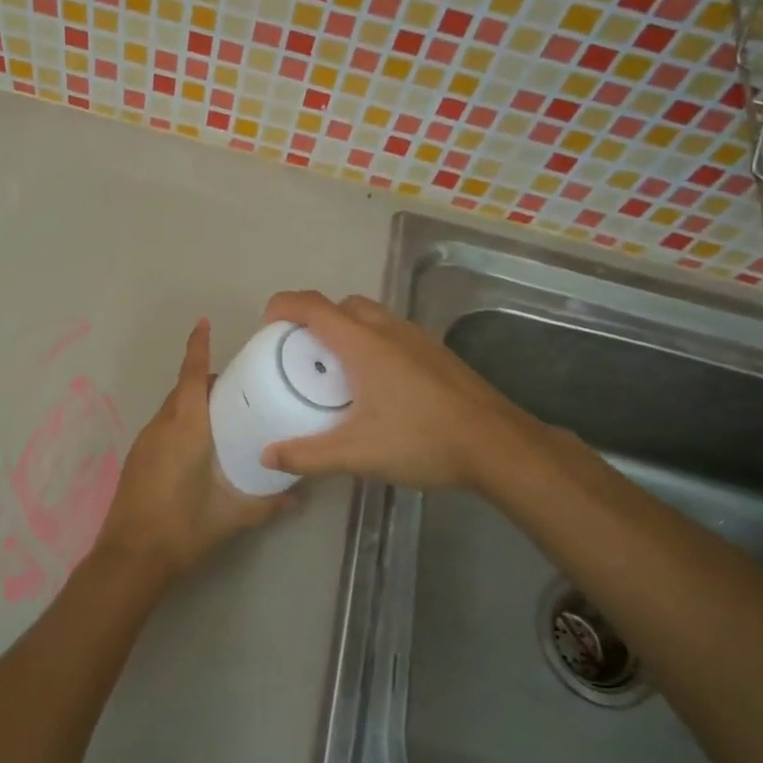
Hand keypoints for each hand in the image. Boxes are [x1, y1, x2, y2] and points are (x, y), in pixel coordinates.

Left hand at [93, 318, 293, 581]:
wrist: (129, 558)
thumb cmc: (183, 528)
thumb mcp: (231, 516)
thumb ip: (267, 503)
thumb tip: (298, 496)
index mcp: (186, 428)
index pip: (193, 376)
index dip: (198, 347)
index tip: (204, 323)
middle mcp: (162, 426)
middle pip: (184, 389)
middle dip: (208, 380)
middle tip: (242, 387)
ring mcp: (145, 442)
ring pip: (172, 408)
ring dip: (194, 403)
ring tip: (226, 416)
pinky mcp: (137, 458)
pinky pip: (163, 426)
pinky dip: (182, 422)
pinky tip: (200, 446)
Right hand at [258, 291, 525, 489]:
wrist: (497, 444)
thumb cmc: (422, 440)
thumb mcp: (357, 454)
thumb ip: (308, 455)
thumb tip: (268, 455)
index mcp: (363, 343)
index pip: (312, 306)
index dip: (282, 306)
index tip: (266, 327)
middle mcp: (388, 329)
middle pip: (341, 306)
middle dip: (315, 320)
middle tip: (301, 355)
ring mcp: (417, 338)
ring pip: (371, 316)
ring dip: (346, 331)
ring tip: (336, 372)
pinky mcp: (436, 353)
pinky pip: (392, 333)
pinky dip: (372, 344)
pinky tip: (377, 386)